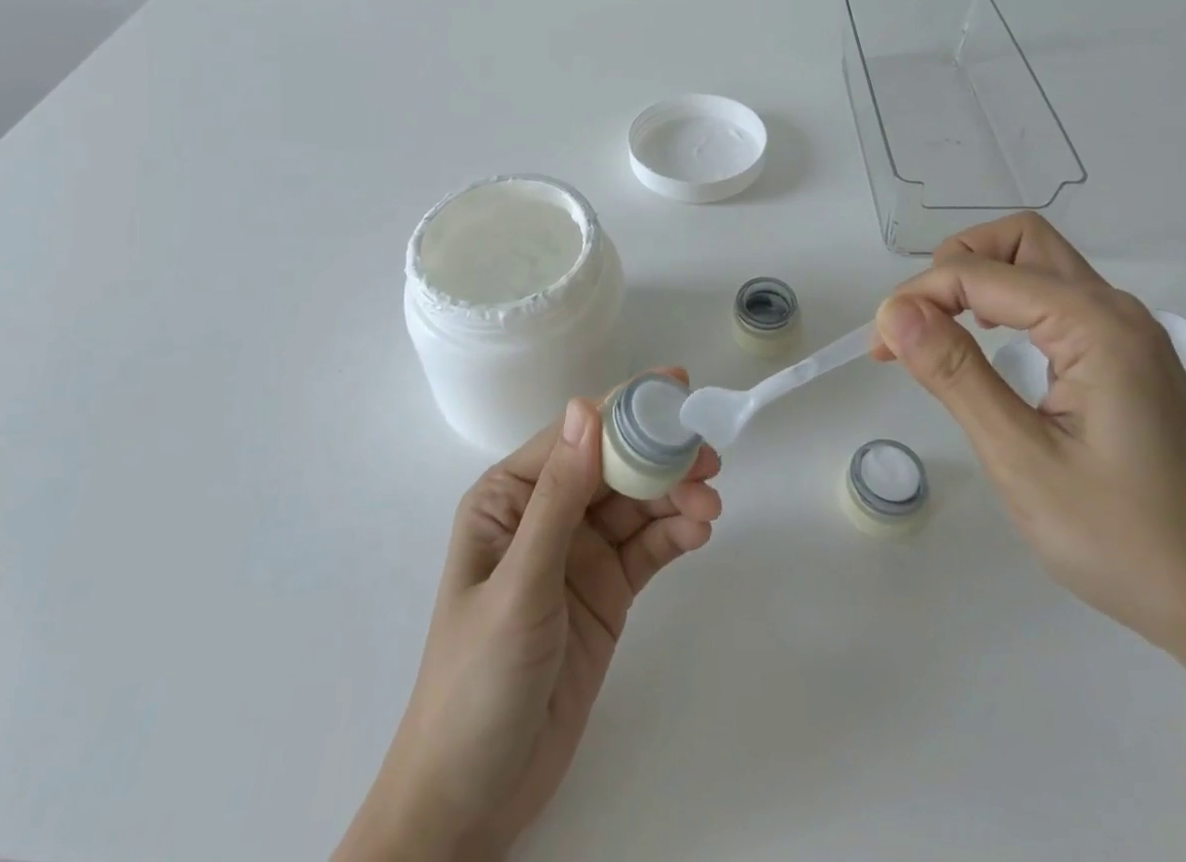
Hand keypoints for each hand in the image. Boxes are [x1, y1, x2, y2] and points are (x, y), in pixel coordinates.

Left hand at [335, 374, 720, 861]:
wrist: (474, 797)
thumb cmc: (478, 680)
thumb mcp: (520, 583)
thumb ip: (558, 498)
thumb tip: (586, 407)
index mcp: (510, 497)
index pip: (575, 437)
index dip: (624, 409)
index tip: (675, 389)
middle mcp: (546, 514)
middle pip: (613, 467)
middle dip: (659, 456)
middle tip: (708, 457)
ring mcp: (579, 553)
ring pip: (636, 505)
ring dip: (675, 497)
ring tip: (711, 504)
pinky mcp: (606, 592)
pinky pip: (646, 549)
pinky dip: (674, 535)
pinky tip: (699, 532)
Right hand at [874, 214, 1185, 660]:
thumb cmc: (1124, 541)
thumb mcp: (1021, 459)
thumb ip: (955, 374)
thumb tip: (895, 311)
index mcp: (1095, 326)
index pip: (981, 273)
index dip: (919, 297)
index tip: (880, 346)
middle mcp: (1115, 311)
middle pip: (1019, 241)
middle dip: (954, 265)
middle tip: (917, 322)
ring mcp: (1126, 333)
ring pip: (1037, 265)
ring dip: (978, 282)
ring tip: (938, 334)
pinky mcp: (1125, 359)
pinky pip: (1053, 301)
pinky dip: (1005, 306)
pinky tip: (987, 347)